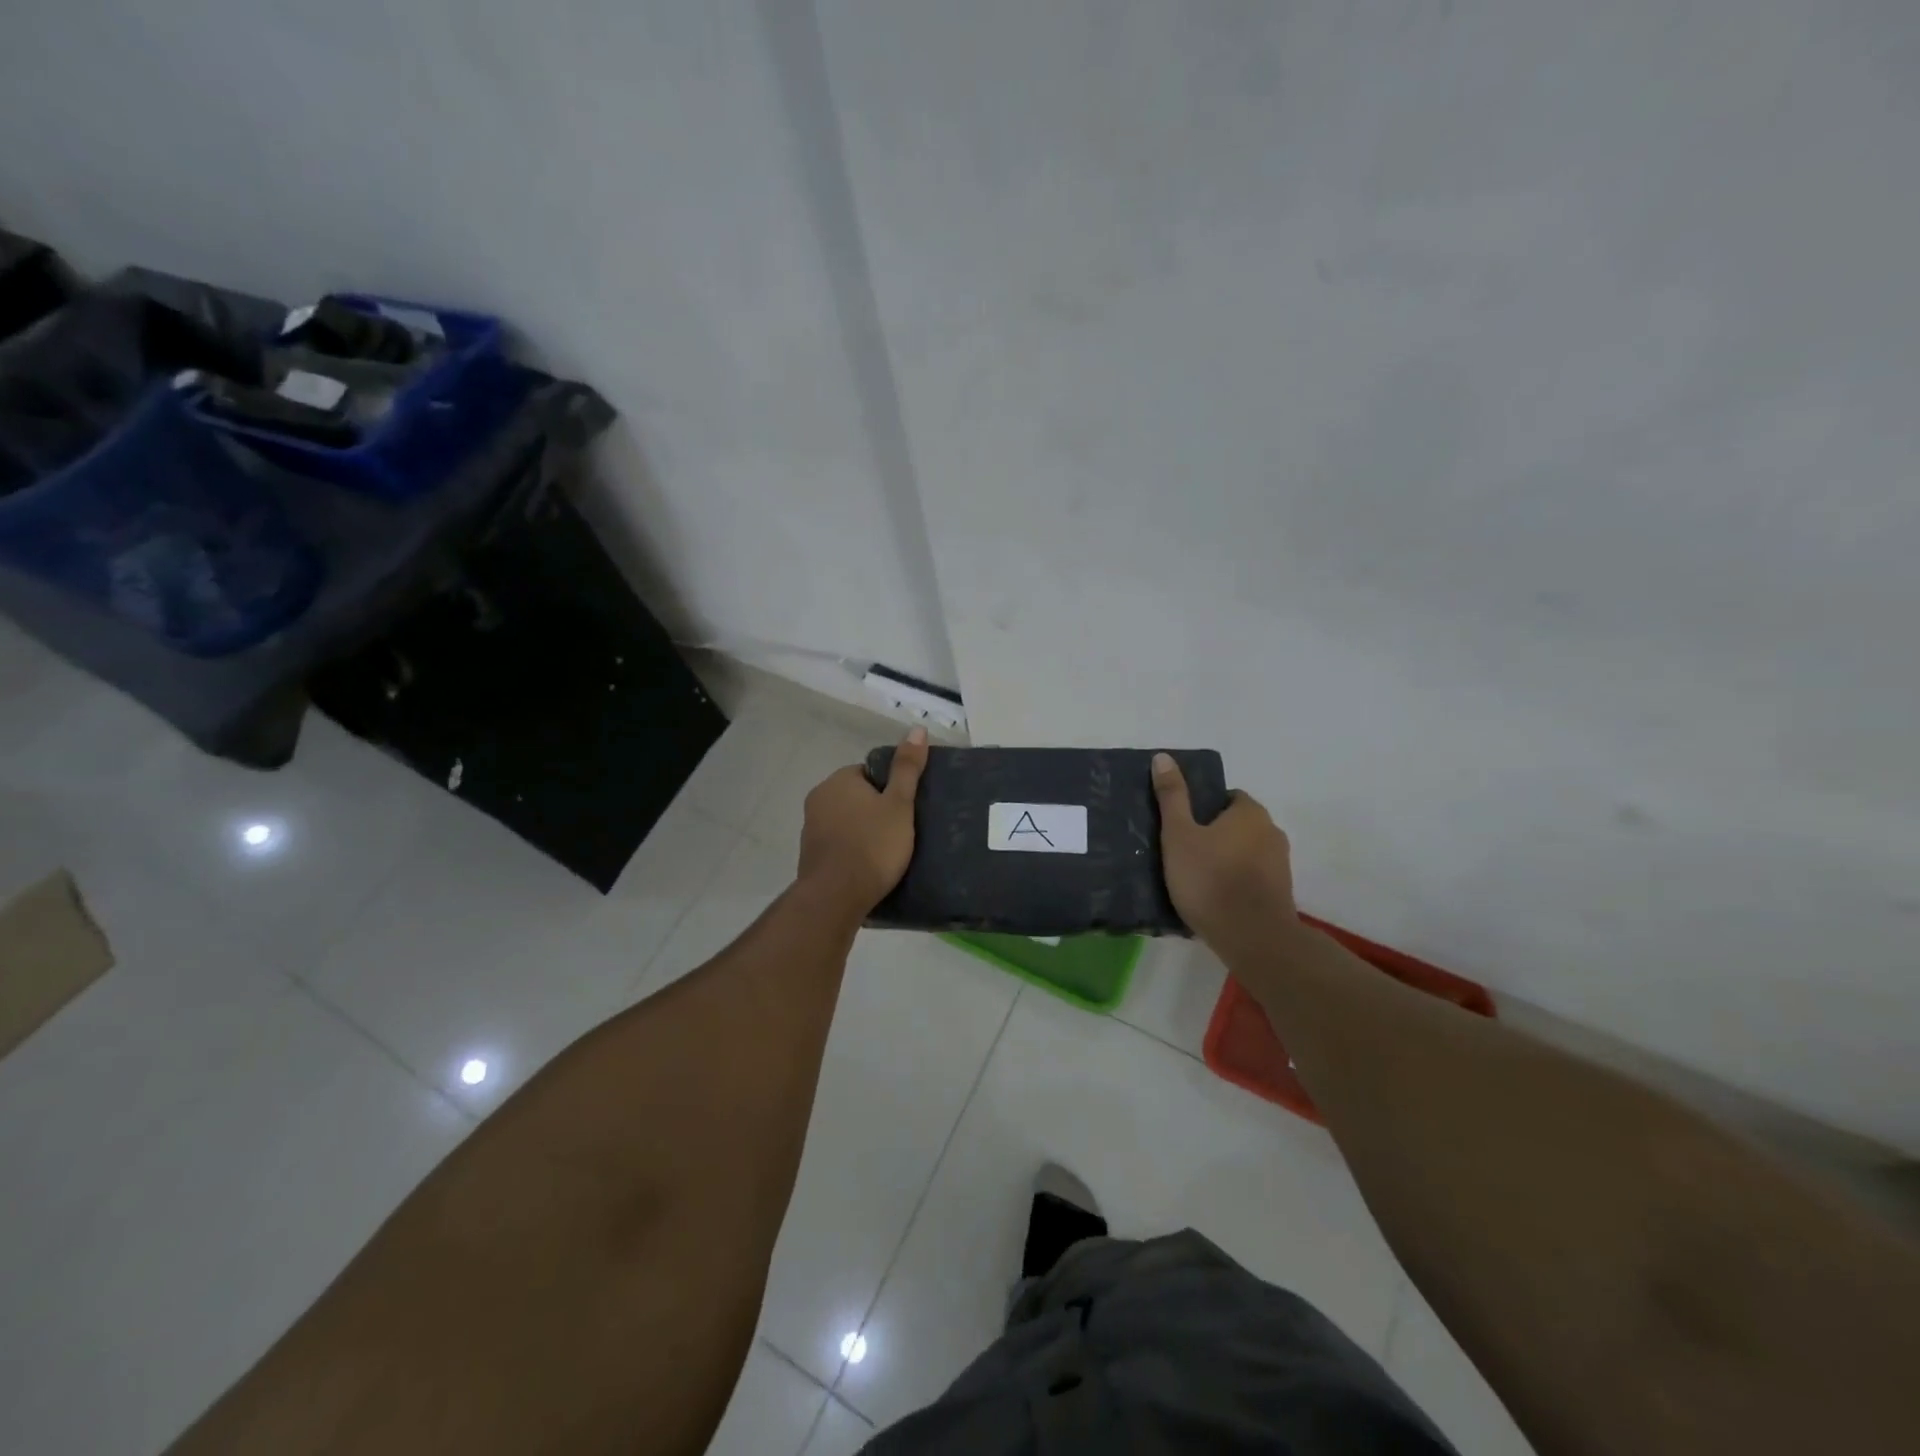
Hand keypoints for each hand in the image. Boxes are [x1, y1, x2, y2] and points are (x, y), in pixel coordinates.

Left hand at [797, 727, 928, 913]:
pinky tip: (869, 866)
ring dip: (864, 831)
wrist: (836, 896)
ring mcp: (810, 828)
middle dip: (876, 810)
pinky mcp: (810, 855)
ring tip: (889, 850)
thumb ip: (907, 768)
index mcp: (838, 780)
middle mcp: (819, 798)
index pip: (870, 773)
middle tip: (902, 830)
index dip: (891, 789)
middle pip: (857, 797)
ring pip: (847, 821)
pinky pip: (838, 844)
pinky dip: (853, 850)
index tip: (906, 808)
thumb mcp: (899, 804)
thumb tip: (917, 729)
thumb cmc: (872, 845)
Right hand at [1152, 752, 1297, 951]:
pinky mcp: (1281, 893)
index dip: (1202, 808)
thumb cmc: (1210, 879)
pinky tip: (1214, 898)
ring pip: (1245, 852)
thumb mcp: (1179, 835)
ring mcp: (1281, 865)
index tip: (1181, 826)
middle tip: (1182, 852)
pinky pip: (1252, 878)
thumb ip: (1172, 796)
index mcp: (1250, 812)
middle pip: (1237, 825)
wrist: (1253, 938)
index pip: (1226, 797)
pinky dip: (1236, 882)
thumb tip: (1163, 756)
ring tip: (1195, 878)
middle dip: (1213, 834)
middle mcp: (1272, 832)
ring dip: (1225, 859)